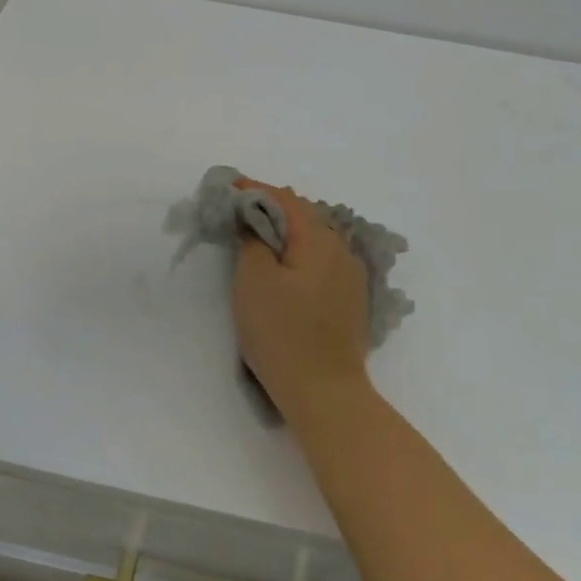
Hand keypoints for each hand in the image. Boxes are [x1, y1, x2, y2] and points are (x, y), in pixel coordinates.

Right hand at [232, 179, 371, 419]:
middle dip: (272, 208)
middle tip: (240, 210)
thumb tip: (255, 221)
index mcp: (319, 240)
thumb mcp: (254, 281)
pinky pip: (323, 261)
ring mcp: (351, 277)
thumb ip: (253, 241)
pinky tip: (286, 267)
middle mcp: (342, 250)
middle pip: (306, 215)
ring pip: (316, 239)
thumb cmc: (282, 333)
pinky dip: (300, 254)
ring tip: (260, 236)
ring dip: (288, 231)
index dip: (256, 189)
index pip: (287, 199)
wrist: (325, 393)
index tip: (229, 187)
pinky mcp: (350, 301)